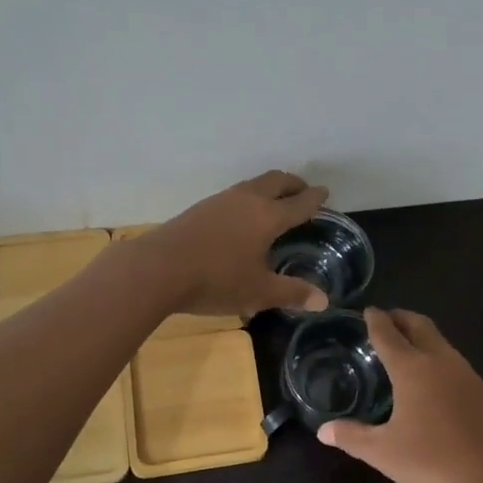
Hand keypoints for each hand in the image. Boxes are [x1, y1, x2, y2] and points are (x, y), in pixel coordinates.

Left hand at [135, 170, 331, 316]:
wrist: (157, 268)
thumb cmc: (216, 280)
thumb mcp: (258, 292)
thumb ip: (292, 293)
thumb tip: (323, 301)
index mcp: (268, 216)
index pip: (299, 202)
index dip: (315, 198)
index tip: (325, 193)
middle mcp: (247, 200)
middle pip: (277, 181)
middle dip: (294, 184)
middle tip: (304, 191)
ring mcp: (221, 200)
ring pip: (253, 184)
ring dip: (270, 188)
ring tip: (275, 201)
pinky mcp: (200, 208)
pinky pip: (235, 195)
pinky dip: (249, 198)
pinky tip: (241, 216)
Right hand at [317, 308, 482, 482]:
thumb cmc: (432, 464)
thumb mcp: (384, 453)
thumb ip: (352, 437)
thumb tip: (323, 430)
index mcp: (413, 368)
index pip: (389, 334)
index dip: (376, 320)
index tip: (368, 310)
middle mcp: (441, 362)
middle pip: (420, 326)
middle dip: (402, 318)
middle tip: (385, 319)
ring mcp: (467, 376)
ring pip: (441, 342)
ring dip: (422, 336)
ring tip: (405, 346)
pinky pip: (454, 362)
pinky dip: (437, 356)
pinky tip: (431, 379)